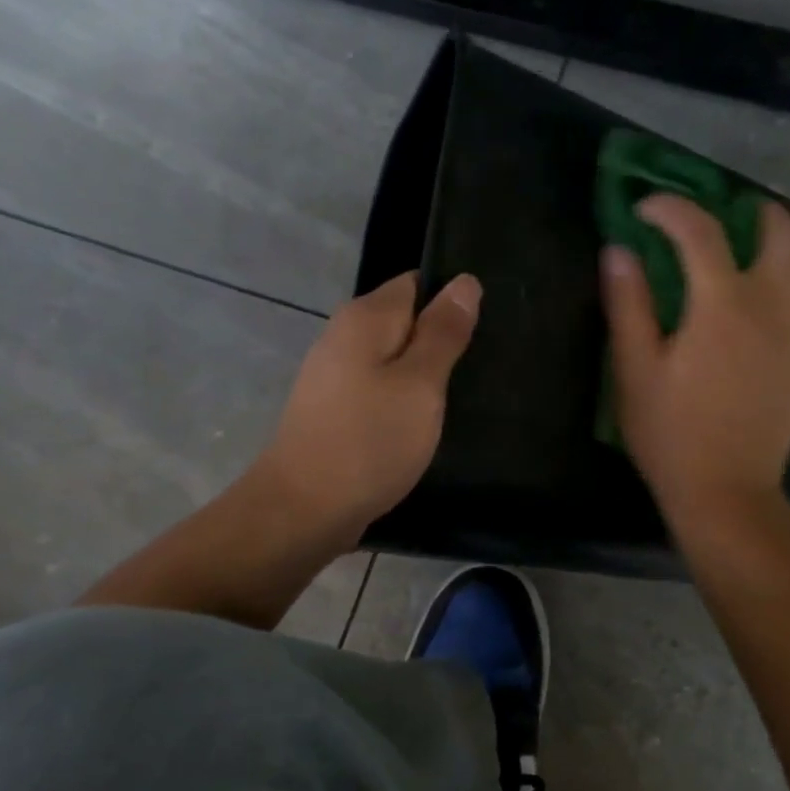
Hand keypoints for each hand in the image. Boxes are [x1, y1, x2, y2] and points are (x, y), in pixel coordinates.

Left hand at [255, 270, 480, 544]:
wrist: (305, 509)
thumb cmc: (370, 440)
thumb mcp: (420, 383)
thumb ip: (443, 332)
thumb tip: (464, 281)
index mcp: (364, 319)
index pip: (416, 284)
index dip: (451, 302)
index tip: (484, 332)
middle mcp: (343, 337)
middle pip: (404, 323)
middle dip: (440, 342)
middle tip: (481, 369)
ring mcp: (334, 377)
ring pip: (392, 361)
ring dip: (423, 377)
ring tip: (462, 398)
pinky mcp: (334, 412)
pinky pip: (378, 391)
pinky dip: (402, 402)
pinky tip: (424, 425)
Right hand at [602, 194, 789, 526]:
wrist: (727, 491)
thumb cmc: (671, 435)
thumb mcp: (635, 371)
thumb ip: (628, 304)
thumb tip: (618, 250)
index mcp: (723, 305)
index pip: (700, 230)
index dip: (670, 208)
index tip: (645, 211)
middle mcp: (775, 305)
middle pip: (783, 229)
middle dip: (748, 211)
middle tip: (716, 222)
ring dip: (779, 244)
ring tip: (746, 257)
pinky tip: (767, 305)